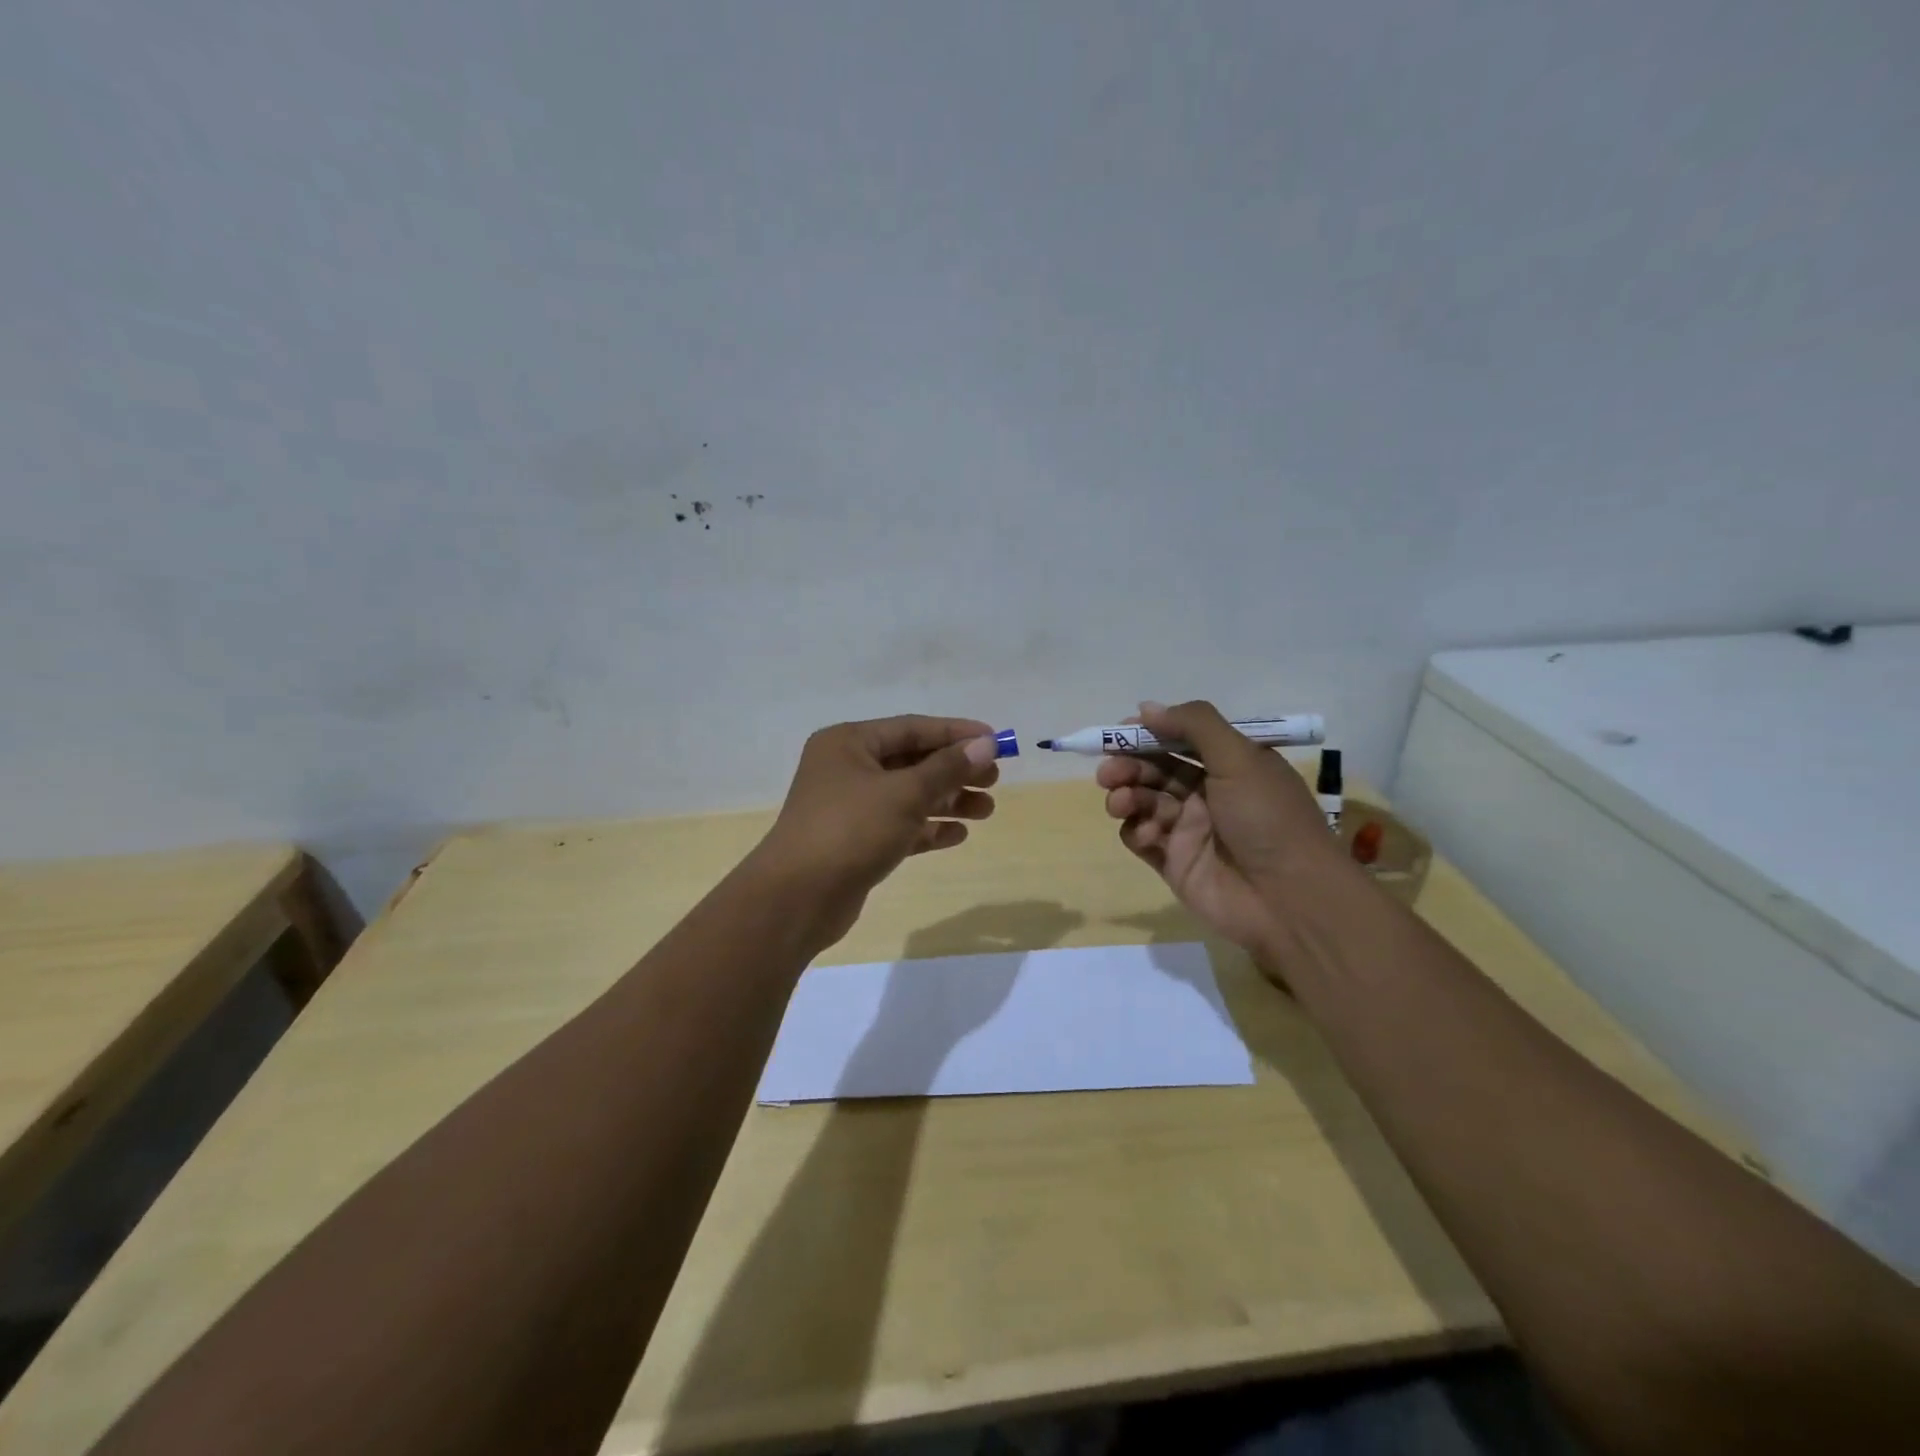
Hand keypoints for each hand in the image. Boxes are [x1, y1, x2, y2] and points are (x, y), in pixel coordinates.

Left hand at [753, 715, 1000, 944]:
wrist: (797, 899)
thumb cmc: (850, 830)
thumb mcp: (904, 794)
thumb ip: (947, 768)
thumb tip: (986, 744)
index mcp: (849, 743)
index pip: (913, 728)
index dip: (956, 733)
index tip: (997, 741)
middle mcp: (847, 768)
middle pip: (912, 761)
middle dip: (954, 771)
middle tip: (994, 780)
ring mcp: (850, 807)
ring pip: (908, 796)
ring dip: (947, 801)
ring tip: (986, 810)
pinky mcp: (856, 841)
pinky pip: (900, 825)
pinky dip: (928, 828)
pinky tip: (958, 835)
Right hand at [1098, 700, 1347, 970]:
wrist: (1288, 899)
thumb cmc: (1267, 818)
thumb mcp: (1240, 758)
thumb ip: (1194, 725)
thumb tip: (1146, 708)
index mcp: (1230, 765)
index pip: (1180, 740)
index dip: (1149, 734)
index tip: (1120, 733)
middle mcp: (1209, 793)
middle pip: (1156, 769)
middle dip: (1129, 765)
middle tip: (1109, 772)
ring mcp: (1190, 829)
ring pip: (1144, 801)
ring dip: (1126, 795)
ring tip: (1119, 802)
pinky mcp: (1174, 862)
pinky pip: (1142, 838)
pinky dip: (1137, 831)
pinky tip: (1148, 835)